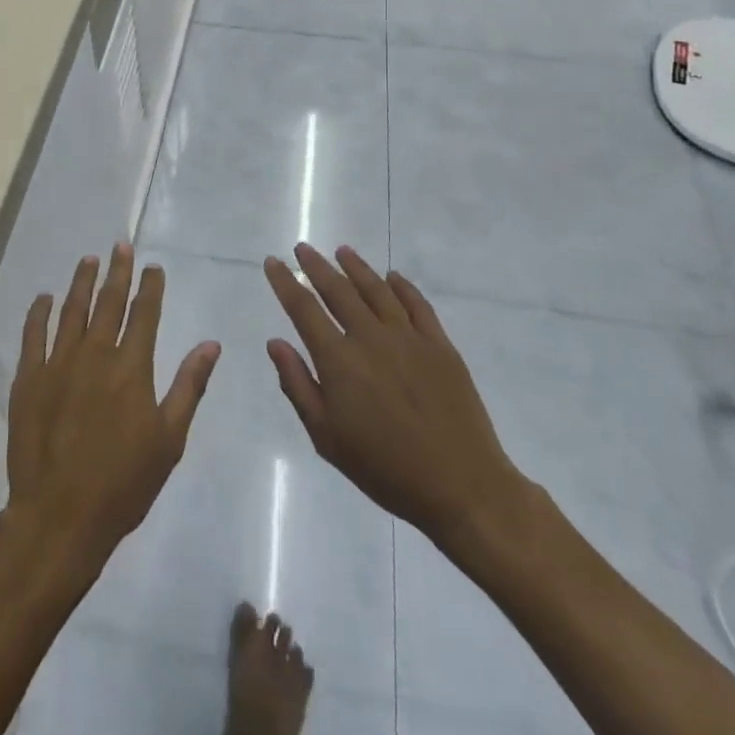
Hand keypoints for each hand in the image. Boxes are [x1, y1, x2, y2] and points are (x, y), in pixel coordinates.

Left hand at [6, 244, 220, 575]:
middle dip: (117, 271)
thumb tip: (211, 344)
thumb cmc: (123, 482)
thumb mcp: (169, 439)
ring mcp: (58, 363)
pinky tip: (44, 298)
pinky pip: (33, 334)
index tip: (152, 266)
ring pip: (71, 310)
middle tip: (121, 246)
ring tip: (88, 260)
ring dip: (81, 282)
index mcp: (131, 367)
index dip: (150, 287)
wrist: (61, 515)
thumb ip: (189, 386)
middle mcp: (95, 354)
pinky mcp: (29, 378)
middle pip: (108, 302)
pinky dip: (38, 312)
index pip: (144, 314)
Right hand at [264, 243, 537, 562]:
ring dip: (356, 267)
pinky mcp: (440, 345)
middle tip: (303, 248)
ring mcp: (409, 337)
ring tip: (342, 251)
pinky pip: (417, 304)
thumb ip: (297, 385)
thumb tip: (275, 342)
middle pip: (338, 290)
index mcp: (339, 360)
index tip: (273, 261)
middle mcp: (371, 337)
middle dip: (316, 266)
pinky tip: (392, 277)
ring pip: (376, 289)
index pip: (303, 308)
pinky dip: (402, 286)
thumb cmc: (385, 469)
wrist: (461, 486)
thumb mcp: (327, 437)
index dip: (285, 282)